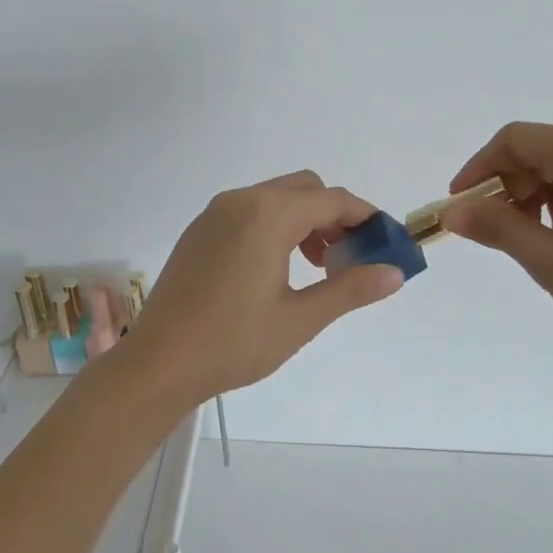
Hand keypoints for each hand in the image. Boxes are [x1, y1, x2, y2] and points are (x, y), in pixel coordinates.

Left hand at [124, 171, 405, 404]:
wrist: (158, 363)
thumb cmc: (233, 342)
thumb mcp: (300, 319)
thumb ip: (350, 289)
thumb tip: (394, 272)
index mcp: (268, 214)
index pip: (332, 200)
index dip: (366, 217)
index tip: (386, 243)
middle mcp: (241, 201)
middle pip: (305, 189)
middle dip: (335, 216)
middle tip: (348, 259)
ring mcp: (215, 213)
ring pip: (276, 198)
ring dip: (306, 221)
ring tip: (316, 268)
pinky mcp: (200, 230)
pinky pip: (250, 211)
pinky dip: (276, 226)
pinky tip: (276, 269)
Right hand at [442, 123, 552, 364]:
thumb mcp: (549, 260)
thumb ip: (495, 227)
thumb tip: (452, 211)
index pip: (514, 141)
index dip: (479, 169)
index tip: (460, 206)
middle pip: (542, 150)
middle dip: (510, 187)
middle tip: (497, 233)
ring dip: (539, 197)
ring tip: (537, 243)